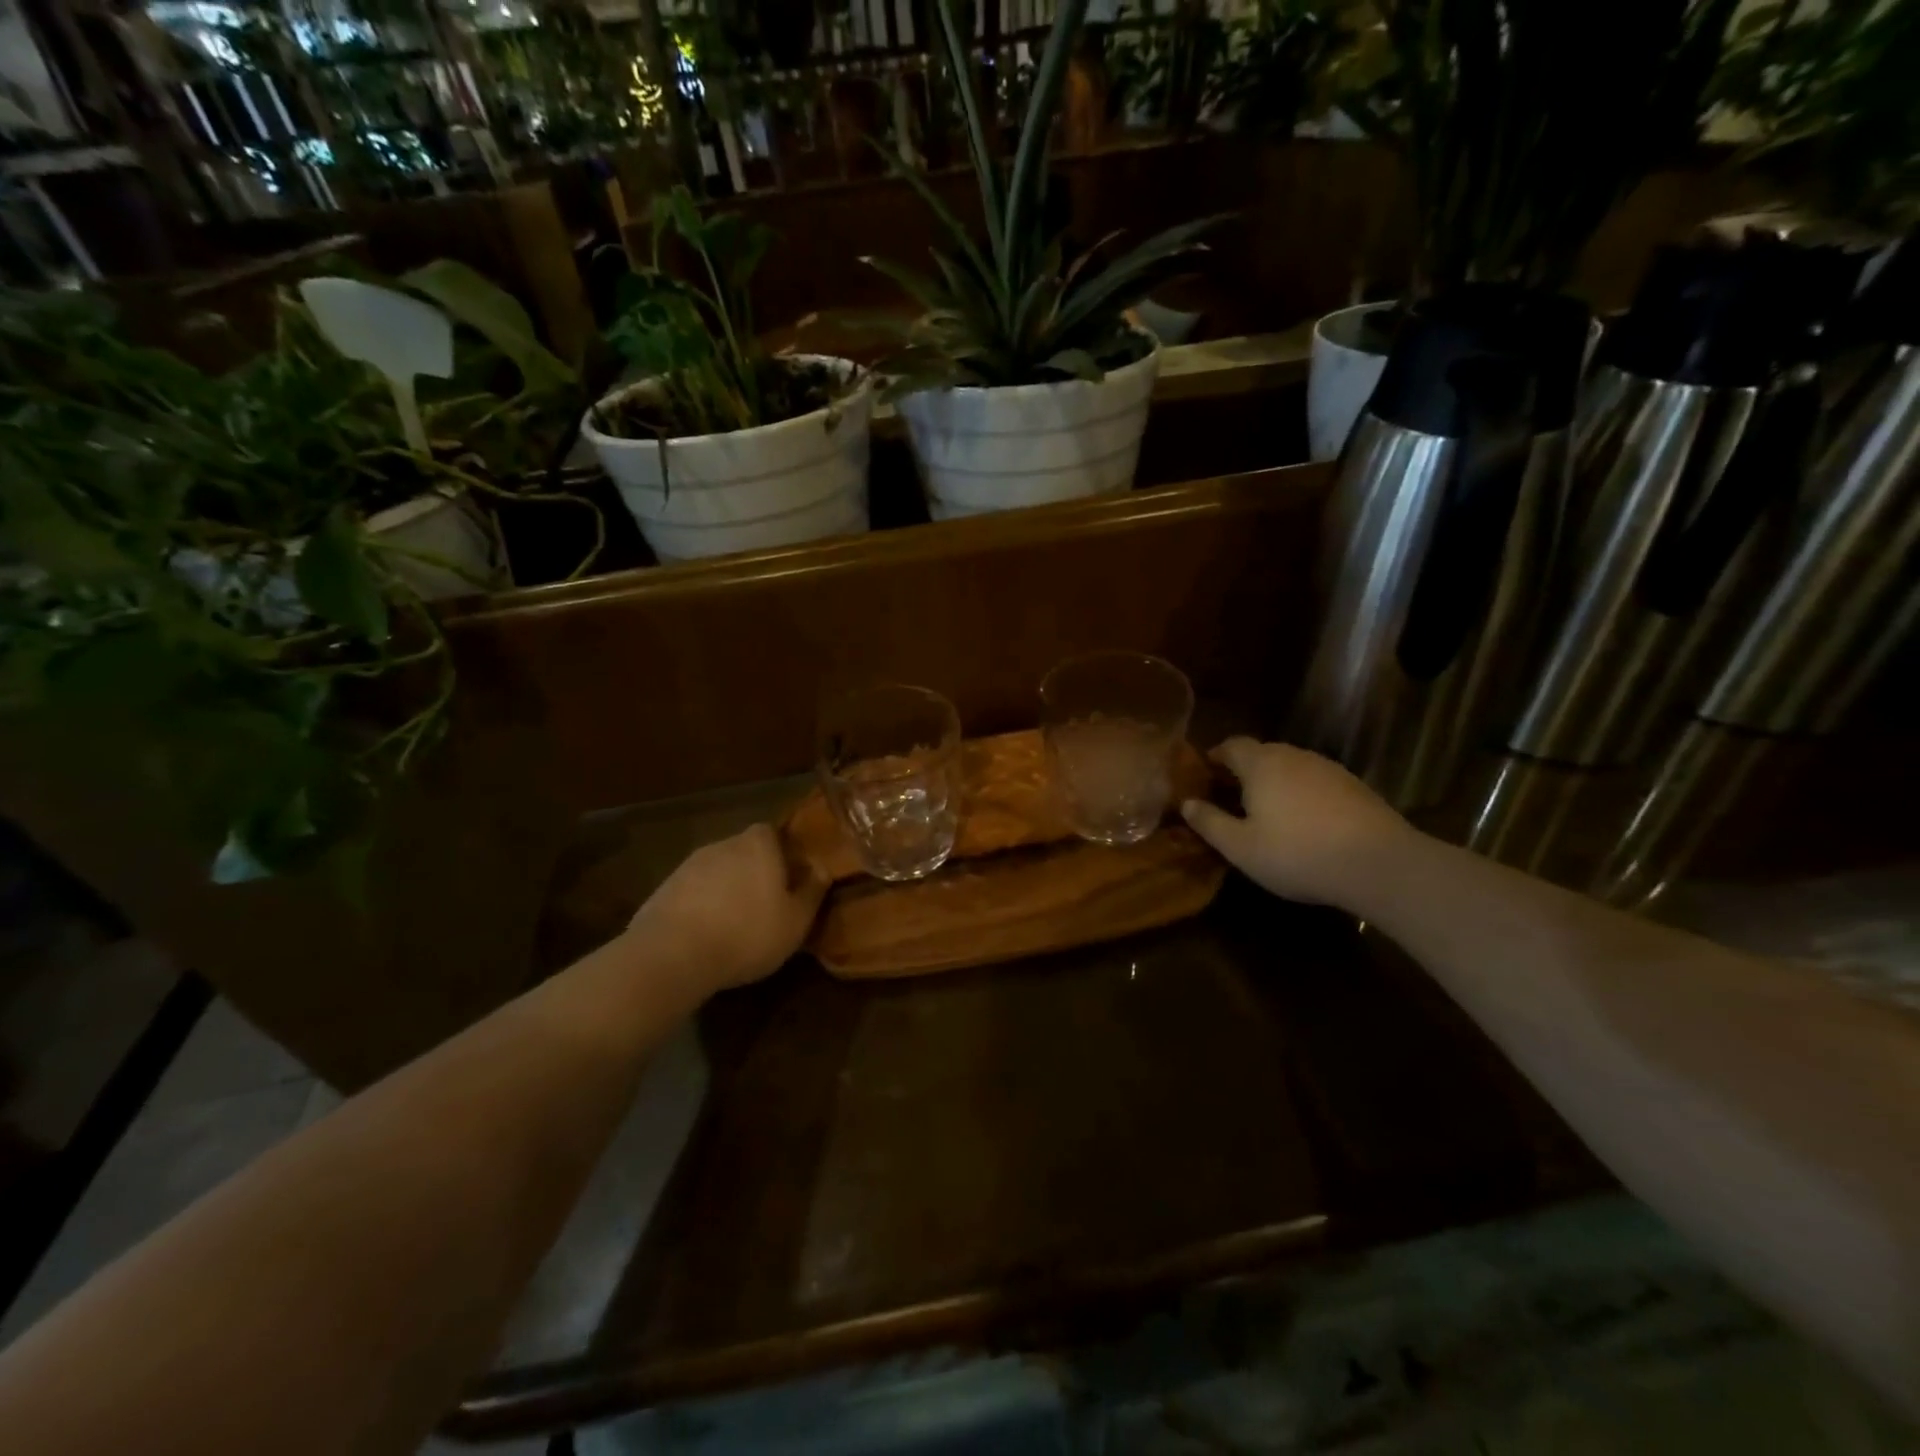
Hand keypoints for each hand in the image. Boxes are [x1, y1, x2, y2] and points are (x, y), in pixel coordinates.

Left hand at [626, 824, 827, 994]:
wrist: (672, 956)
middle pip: (744, 851)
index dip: (782, 853)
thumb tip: (823, 868)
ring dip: (726, 890)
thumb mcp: (796, 921)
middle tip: (765, 904)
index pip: (772, 832)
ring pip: (717, 872)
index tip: (789, 878)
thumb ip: (812, 891)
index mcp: (758, 845)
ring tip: (734, 924)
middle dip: (754, 872)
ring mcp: (688, 866)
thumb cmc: (747, 933)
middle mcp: (723, 845)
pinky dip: (701, 906)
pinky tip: (705, 935)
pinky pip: (692, 892)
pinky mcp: (663, 890)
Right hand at [1180, 738, 1413, 907]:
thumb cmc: (1297, 853)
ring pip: (1291, 765)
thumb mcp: (1241, 847)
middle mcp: (1294, 756)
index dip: (1216, 755)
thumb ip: (1210, 823)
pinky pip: (1316, 781)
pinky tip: (1305, 820)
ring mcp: (1328, 768)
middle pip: (1262, 752)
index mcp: (1261, 764)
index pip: (1232, 745)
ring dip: (1275, 781)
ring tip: (1267, 809)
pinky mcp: (1354, 786)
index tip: (1205, 773)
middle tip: (1231, 794)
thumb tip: (1186, 804)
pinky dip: (1302, 792)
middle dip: (1244, 768)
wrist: (1379, 863)